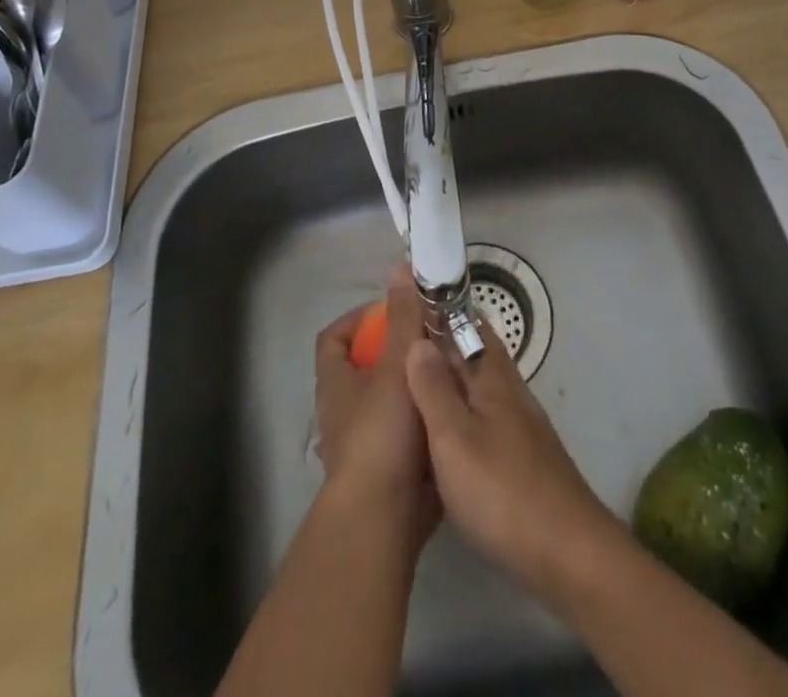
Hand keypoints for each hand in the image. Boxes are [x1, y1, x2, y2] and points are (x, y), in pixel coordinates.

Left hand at [314, 266, 438, 540]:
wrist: (382, 519)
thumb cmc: (382, 433)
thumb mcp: (397, 365)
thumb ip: (403, 317)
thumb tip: (400, 268)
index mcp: (336, 383)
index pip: (334, 337)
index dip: (360, 318)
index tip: (394, 310)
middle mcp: (343, 411)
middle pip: (365, 368)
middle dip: (398, 351)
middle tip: (434, 339)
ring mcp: (363, 444)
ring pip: (388, 401)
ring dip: (415, 385)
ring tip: (451, 370)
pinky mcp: (387, 472)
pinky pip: (406, 434)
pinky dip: (424, 420)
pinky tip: (453, 411)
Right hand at [404, 325, 619, 594]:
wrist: (568, 553)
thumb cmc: (503, 491)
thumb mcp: (454, 439)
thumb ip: (433, 389)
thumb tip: (417, 339)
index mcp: (492, 378)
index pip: (467, 324)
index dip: (442, 309)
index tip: (411, 297)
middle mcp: (509, 391)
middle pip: (477, 351)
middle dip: (446, 339)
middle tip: (405, 338)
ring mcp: (520, 425)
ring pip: (481, 384)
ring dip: (454, 374)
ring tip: (417, 381)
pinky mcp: (523, 457)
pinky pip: (486, 415)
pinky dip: (463, 409)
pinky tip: (447, 432)